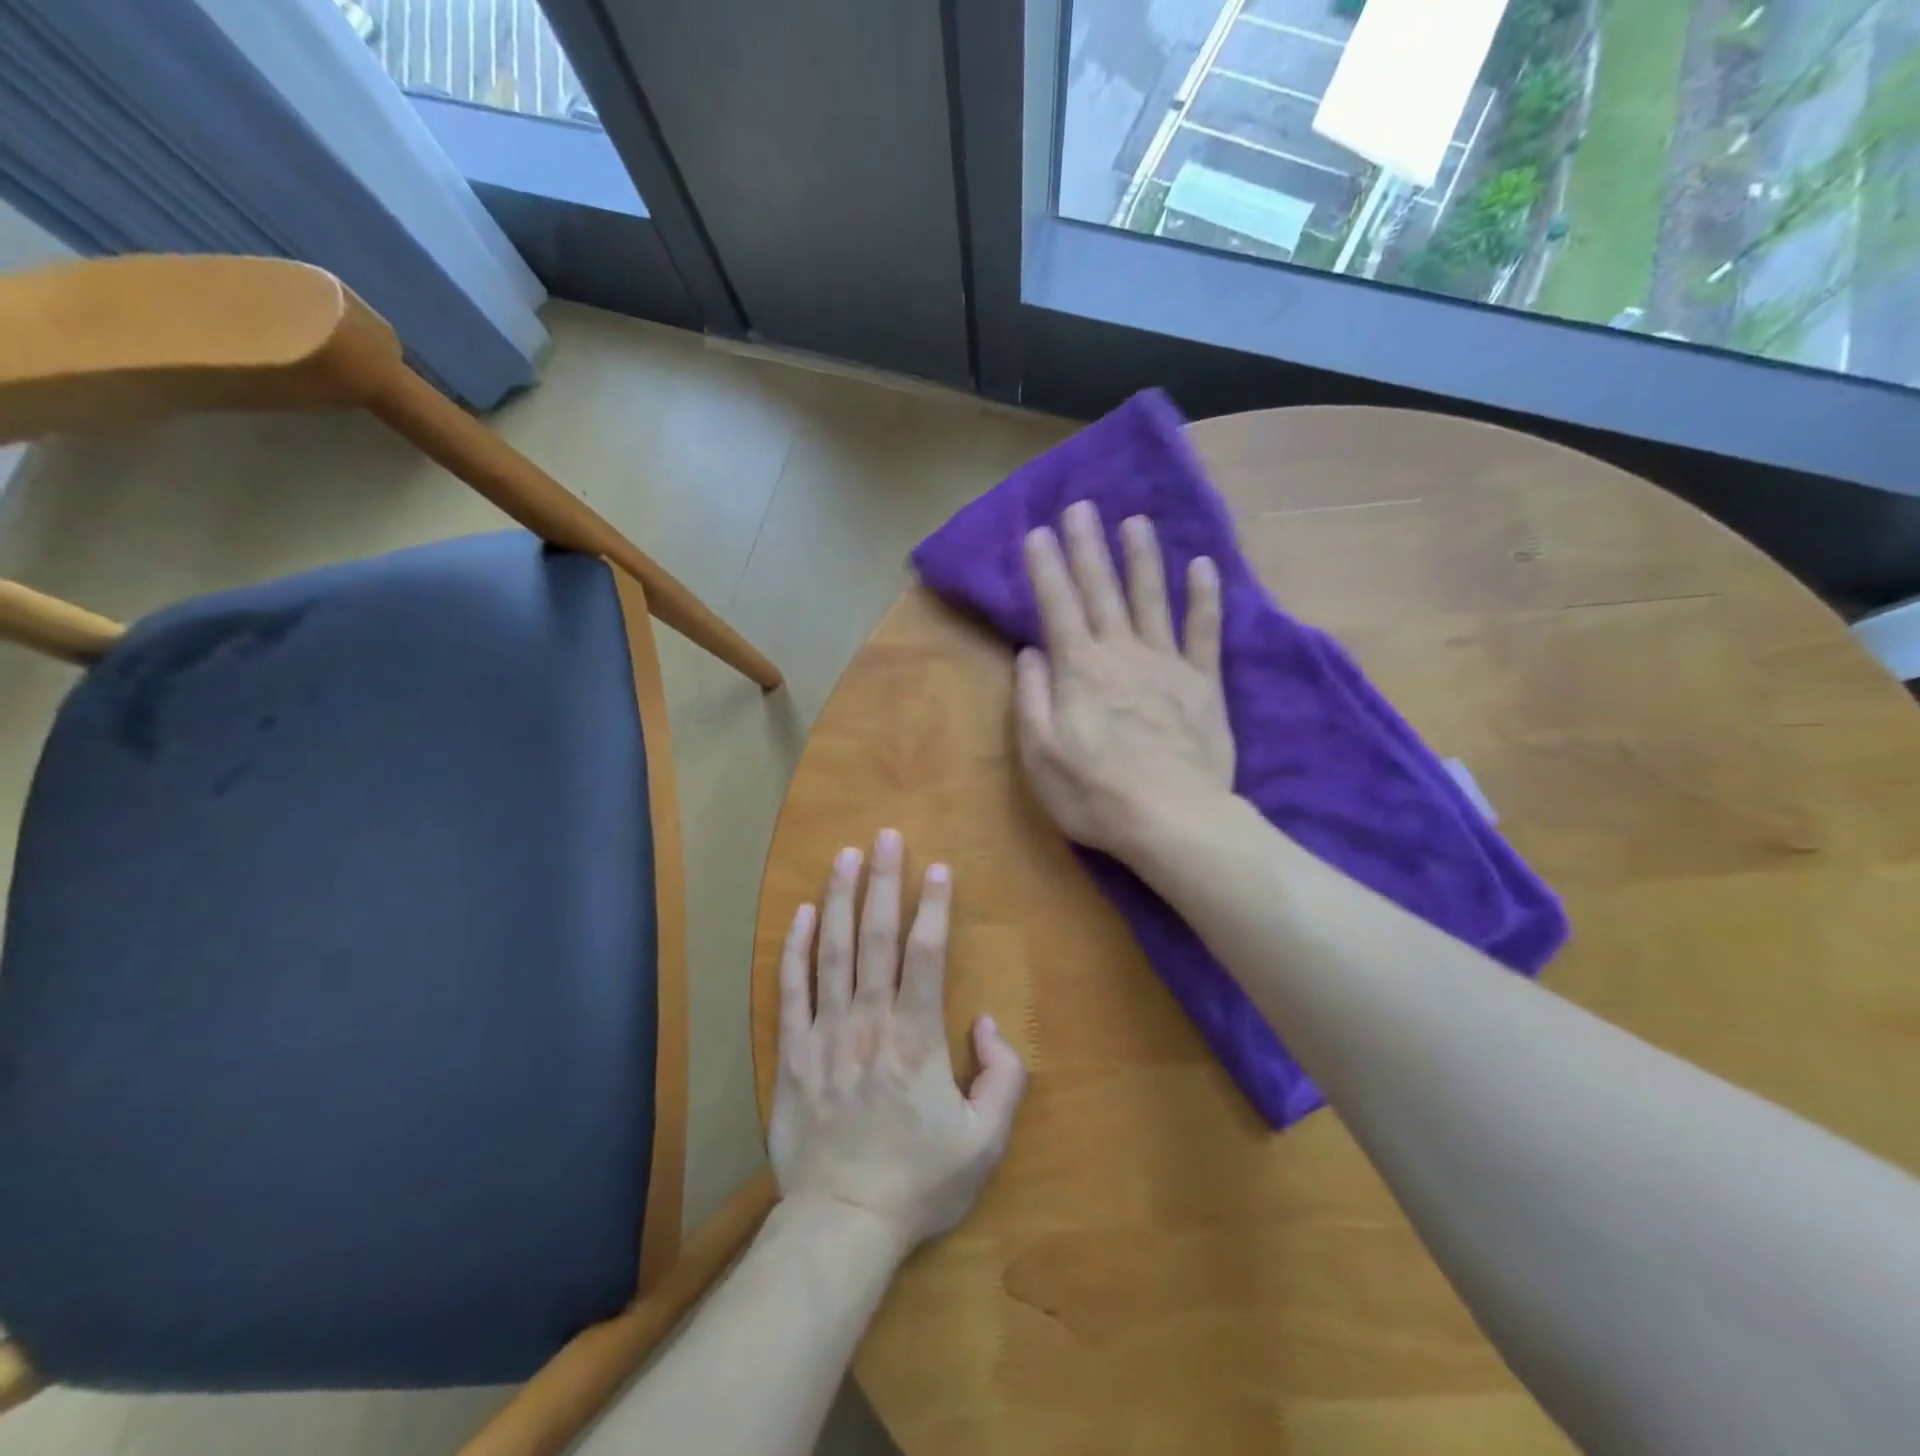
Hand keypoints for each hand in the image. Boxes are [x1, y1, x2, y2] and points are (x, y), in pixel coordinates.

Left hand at [770, 829, 1027, 1251]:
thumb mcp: (986, 1142)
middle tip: (887, 836)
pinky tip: (803, 913)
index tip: (937, 867)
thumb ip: (1002, 1077)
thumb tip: (984, 1022)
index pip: (926, 955)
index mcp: (917, 1038)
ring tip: (846, 855)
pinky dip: (796, 948)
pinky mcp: (792, 1053)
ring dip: (841, 899)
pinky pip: (791, 989)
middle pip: (876, 938)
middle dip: (884, 882)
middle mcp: (869, 1021)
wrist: (842, 1224)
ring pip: (833, 952)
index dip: (933, 907)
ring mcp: (825, 1033)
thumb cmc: (919, 1182)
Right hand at [1015, 500, 1234, 855]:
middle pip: (1101, 590)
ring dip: (1141, 558)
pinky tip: (1203, 565)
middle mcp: (1121, 653)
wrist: (1171, 819)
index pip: (1056, 606)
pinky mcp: (1202, 683)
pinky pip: (1205, 631)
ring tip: (1134, 520)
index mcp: (1078, 670)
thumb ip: (1032, 698)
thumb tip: (1030, 653)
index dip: (1046, 568)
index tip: (1037, 531)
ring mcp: (1166, 664)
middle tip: (1080, 507)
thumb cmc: (1094, 793)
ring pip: (1151, 598)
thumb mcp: (1039, 754)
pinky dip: (1205, 597)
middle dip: (1087, 547)